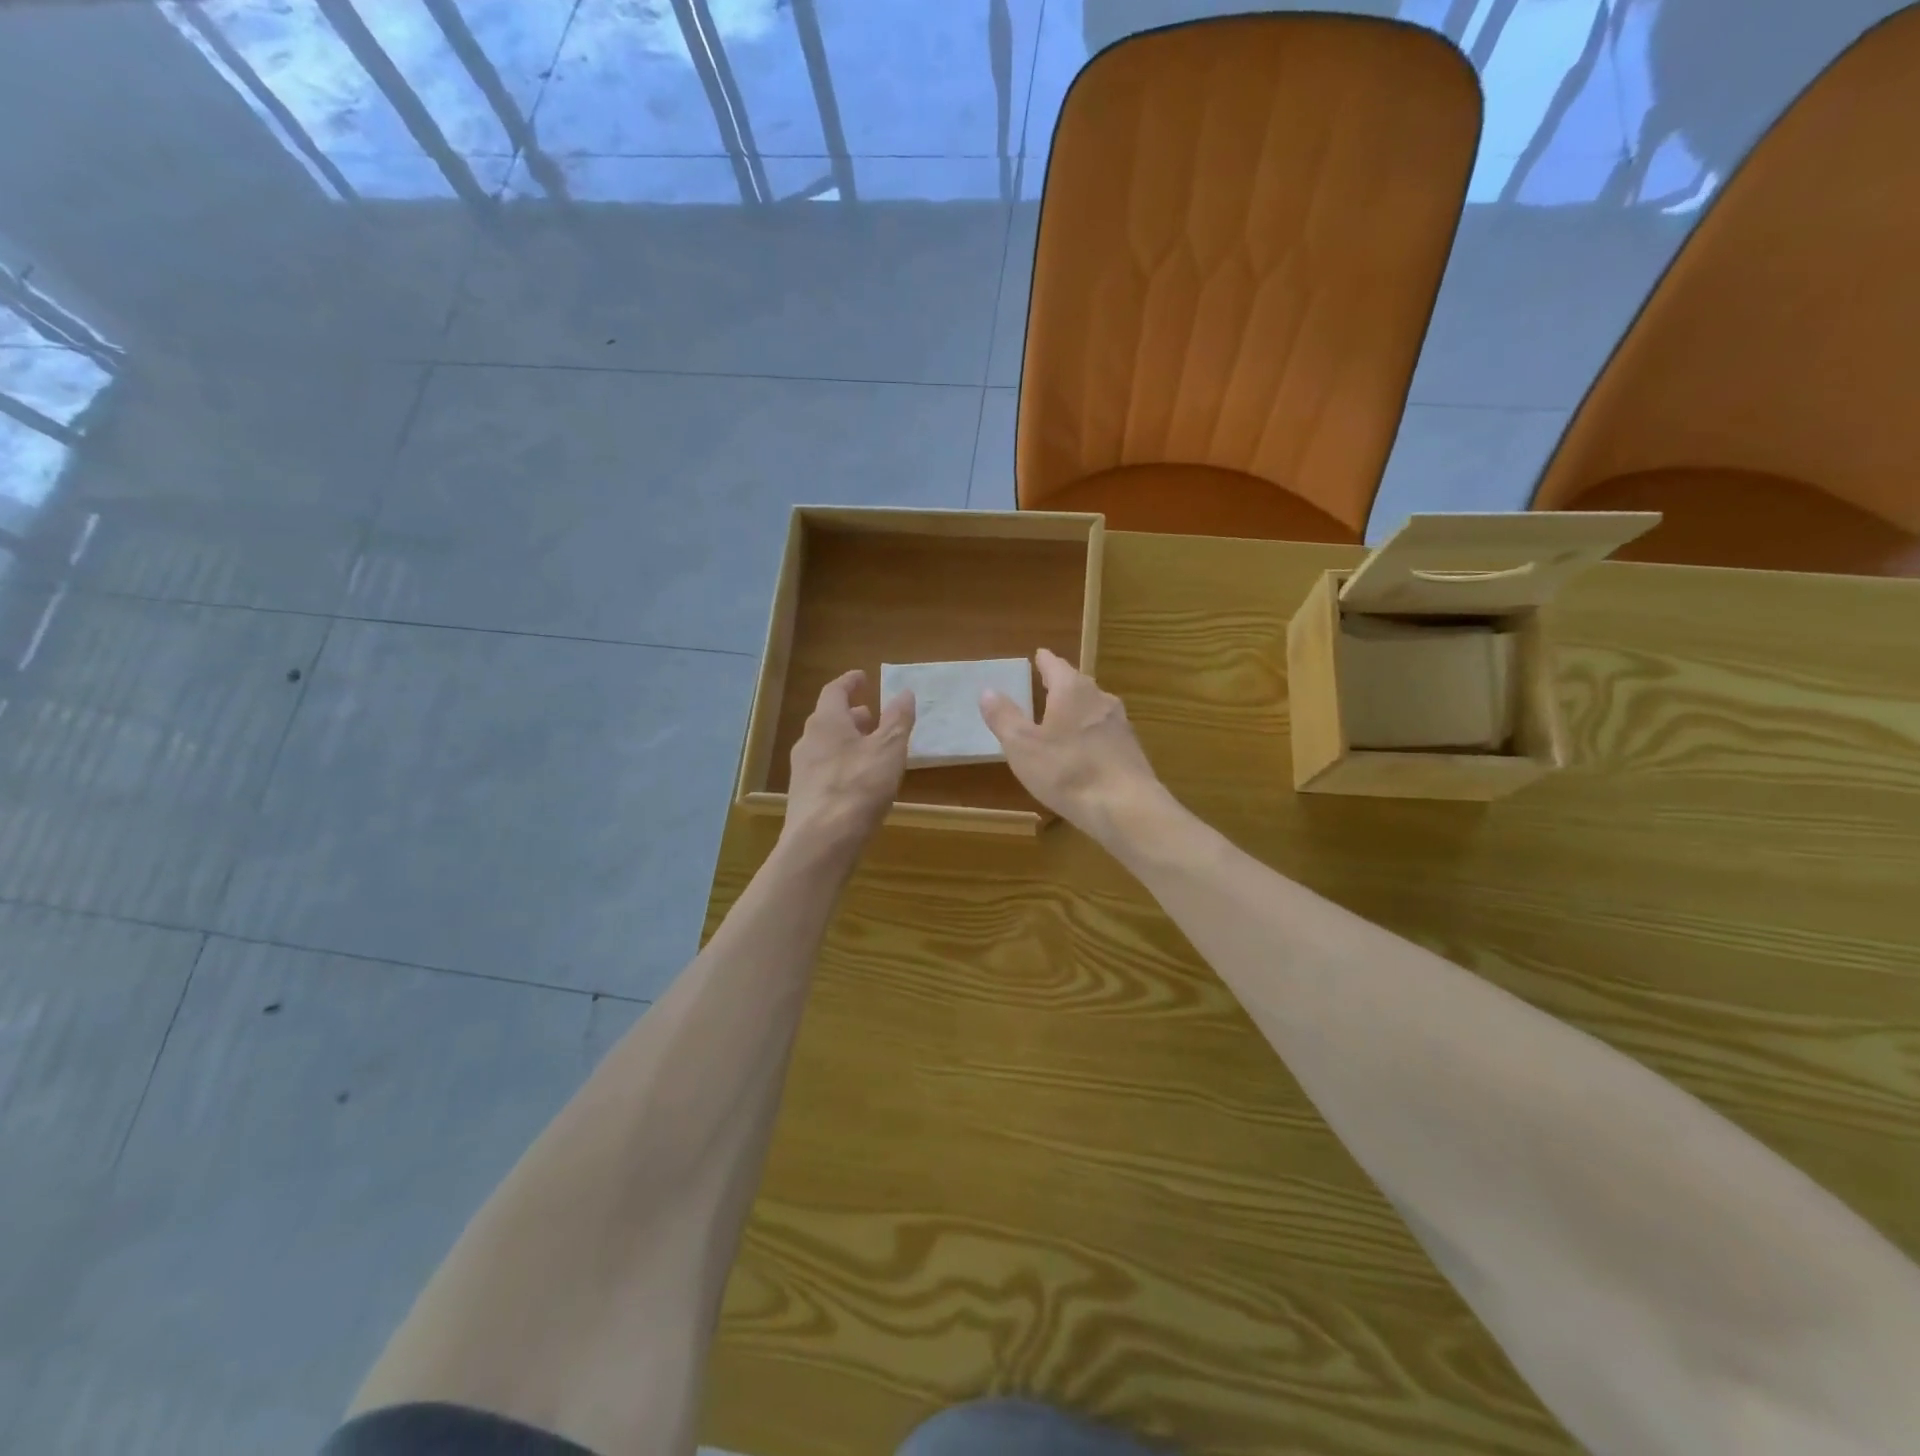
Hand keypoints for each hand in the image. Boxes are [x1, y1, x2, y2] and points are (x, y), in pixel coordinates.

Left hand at [782, 670, 914, 860]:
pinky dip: (842, 765)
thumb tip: (905, 692)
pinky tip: (859, 781)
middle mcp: (808, 741)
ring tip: (870, 748)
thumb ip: (898, 719)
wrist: (822, 842)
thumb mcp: (889, 749)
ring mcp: (802, 771)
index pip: (834, 690)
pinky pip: (825, 770)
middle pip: (828, 719)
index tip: (863, 677)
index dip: (849, 682)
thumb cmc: (858, 786)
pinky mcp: (804, 797)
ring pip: (826, 746)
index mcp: (826, 722)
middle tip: (872, 715)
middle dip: (851, 715)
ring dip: (847, 741)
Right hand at [979, 648, 1165, 846]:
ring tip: (1063, 717)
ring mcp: (1121, 725)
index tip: (1039, 655)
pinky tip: (1085, 751)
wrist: (1126, 807)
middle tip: (1047, 684)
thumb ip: (1004, 717)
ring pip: (1094, 708)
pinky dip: (1091, 734)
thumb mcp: (1022, 746)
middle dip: (1062, 684)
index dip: (1044, 661)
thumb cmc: (1067, 771)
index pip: (1055, 665)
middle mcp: (1100, 699)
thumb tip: (987, 691)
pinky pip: (1106, 733)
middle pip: (1078, 684)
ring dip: (1078, 710)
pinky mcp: (1132, 751)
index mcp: (1072, 691)